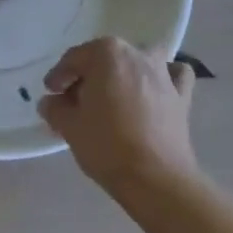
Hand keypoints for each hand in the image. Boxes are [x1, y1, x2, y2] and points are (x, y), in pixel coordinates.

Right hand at [38, 37, 198, 195]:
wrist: (156, 179)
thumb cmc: (107, 146)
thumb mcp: (70, 127)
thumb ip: (55, 109)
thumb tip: (50, 102)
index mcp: (107, 53)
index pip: (74, 59)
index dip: (59, 76)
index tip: (51, 93)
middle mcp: (136, 53)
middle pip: (105, 58)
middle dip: (88, 77)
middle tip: (75, 102)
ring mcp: (163, 72)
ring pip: (138, 60)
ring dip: (124, 72)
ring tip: (113, 96)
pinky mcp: (182, 95)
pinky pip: (172, 75)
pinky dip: (163, 78)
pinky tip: (154, 92)